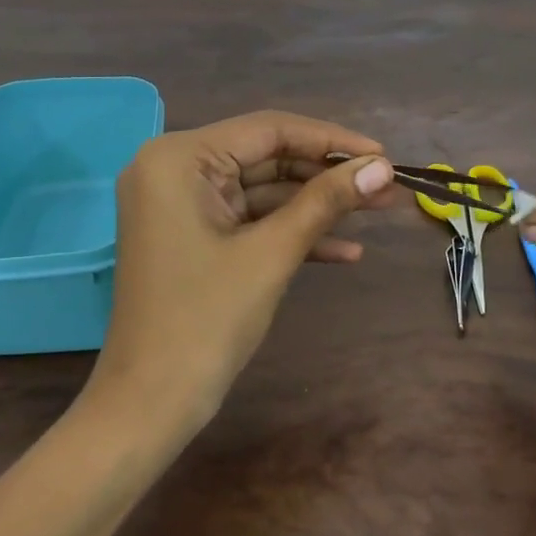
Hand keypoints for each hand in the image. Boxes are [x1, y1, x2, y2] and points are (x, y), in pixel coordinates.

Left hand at [89, 112, 398, 433]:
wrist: (149, 405)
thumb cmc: (205, 321)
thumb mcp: (271, 254)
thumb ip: (326, 201)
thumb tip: (383, 167)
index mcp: (179, 158)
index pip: (268, 130)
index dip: (331, 140)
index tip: (384, 156)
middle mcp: (173, 169)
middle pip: (265, 158)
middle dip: (327, 176)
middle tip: (387, 187)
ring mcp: (180, 205)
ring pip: (261, 191)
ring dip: (316, 206)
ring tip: (379, 212)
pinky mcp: (191, 236)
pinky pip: (247, 221)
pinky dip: (289, 233)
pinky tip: (345, 251)